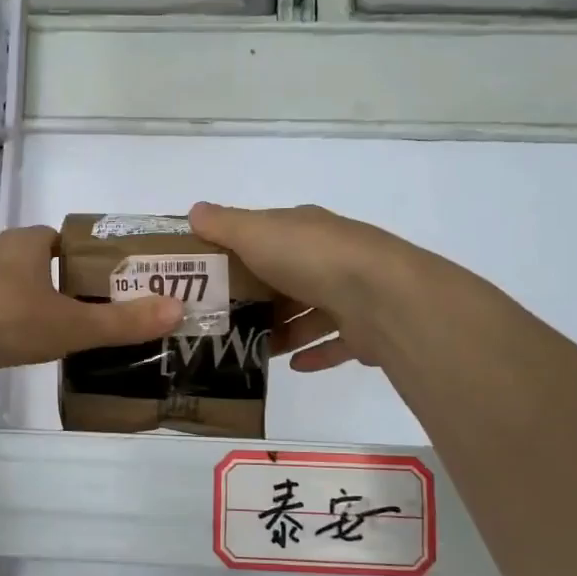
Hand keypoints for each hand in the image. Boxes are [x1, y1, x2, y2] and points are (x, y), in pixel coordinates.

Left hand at [0, 225, 182, 375]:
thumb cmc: (5, 320)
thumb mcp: (71, 324)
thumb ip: (122, 322)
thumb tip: (177, 311)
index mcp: (29, 243)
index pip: (68, 240)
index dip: (92, 258)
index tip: (113, 284)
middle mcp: (0, 252)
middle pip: (44, 263)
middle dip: (68, 285)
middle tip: (97, 313)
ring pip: (17, 287)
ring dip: (38, 304)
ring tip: (65, 333)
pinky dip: (12, 322)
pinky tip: (22, 346)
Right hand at [188, 202, 417, 372]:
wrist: (382, 296)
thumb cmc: (312, 258)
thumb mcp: (256, 233)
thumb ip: (224, 225)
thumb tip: (194, 210)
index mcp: (305, 230)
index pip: (268, 236)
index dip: (240, 251)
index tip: (211, 276)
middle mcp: (330, 257)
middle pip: (288, 277)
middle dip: (260, 297)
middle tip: (223, 320)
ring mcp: (351, 293)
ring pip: (311, 313)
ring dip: (284, 330)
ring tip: (252, 347)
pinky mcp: (365, 330)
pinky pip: (336, 343)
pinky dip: (314, 353)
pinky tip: (292, 365)